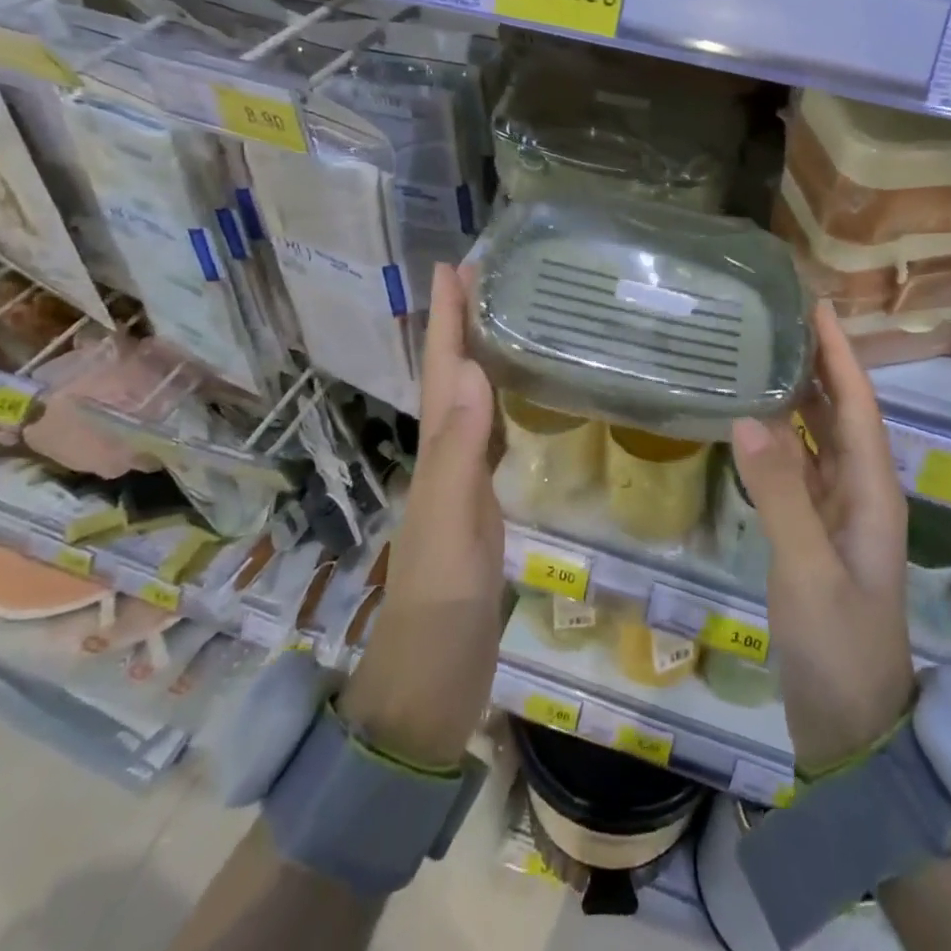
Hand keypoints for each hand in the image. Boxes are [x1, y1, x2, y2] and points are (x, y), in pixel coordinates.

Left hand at [338, 264, 502, 768]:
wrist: (429, 686)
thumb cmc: (439, 607)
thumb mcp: (451, 528)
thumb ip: (460, 455)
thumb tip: (476, 372)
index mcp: (438, 453)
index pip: (444, 371)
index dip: (448, 318)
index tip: (456, 264)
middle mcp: (446, 457)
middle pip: (453, 374)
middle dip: (464, 322)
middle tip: (489, 275)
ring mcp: (464, 482)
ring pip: (471, 401)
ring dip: (480, 353)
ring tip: (506, 315)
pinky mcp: (484, 505)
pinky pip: (493, 435)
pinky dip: (503, 401)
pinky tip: (520, 396)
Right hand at [732, 301, 915, 774]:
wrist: (852, 725)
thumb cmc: (839, 645)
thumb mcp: (808, 570)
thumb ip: (780, 495)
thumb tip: (747, 418)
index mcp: (873, 493)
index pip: (859, 406)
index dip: (841, 355)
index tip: (819, 307)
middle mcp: (861, 493)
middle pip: (843, 415)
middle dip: (821, 364)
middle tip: (782, 320)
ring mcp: (838, 516)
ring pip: (822, 440)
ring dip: (801, 398)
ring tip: (765, 356)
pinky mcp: (815, 535)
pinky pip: (800, 470)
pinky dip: (781, 440)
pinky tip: (754, 425)